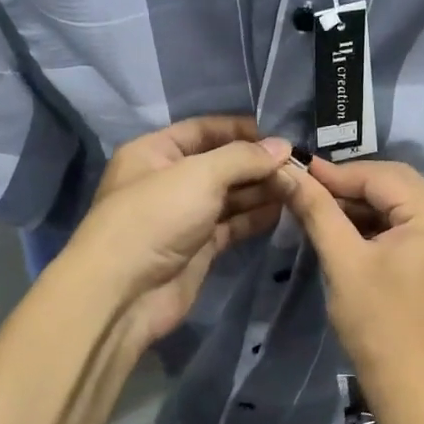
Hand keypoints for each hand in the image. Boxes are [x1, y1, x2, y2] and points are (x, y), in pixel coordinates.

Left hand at [66, 117, 290, 347]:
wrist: (124, 293)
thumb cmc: (155, 218)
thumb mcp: (200, 175)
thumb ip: (244, 158)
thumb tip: (284, 146)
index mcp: (155, 152)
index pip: (204, 129)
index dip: (242, 130)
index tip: (281, 135)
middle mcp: (169, 180)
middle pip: (221, 163)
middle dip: (257, 163)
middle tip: (299, 165)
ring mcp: (184, 216)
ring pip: (229, 196)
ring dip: (261, 190)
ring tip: (299, 186)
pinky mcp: (198, 247)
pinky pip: (232, 225)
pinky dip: (255, 217)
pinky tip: (284, 211)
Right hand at [276, 157, 423, 404]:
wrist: (412, 386)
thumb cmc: (378, 322)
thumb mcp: (343, 261)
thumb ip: (317, 211)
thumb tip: (287, 172)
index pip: (381, 176)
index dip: (336, 173)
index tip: (296, 171)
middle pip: (394, 186)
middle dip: (349, 187)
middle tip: (305, 189)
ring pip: (398, 206)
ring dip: (360, 206)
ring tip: (318, 208)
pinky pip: (405, 227)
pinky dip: (375, 226)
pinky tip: (344, 230)